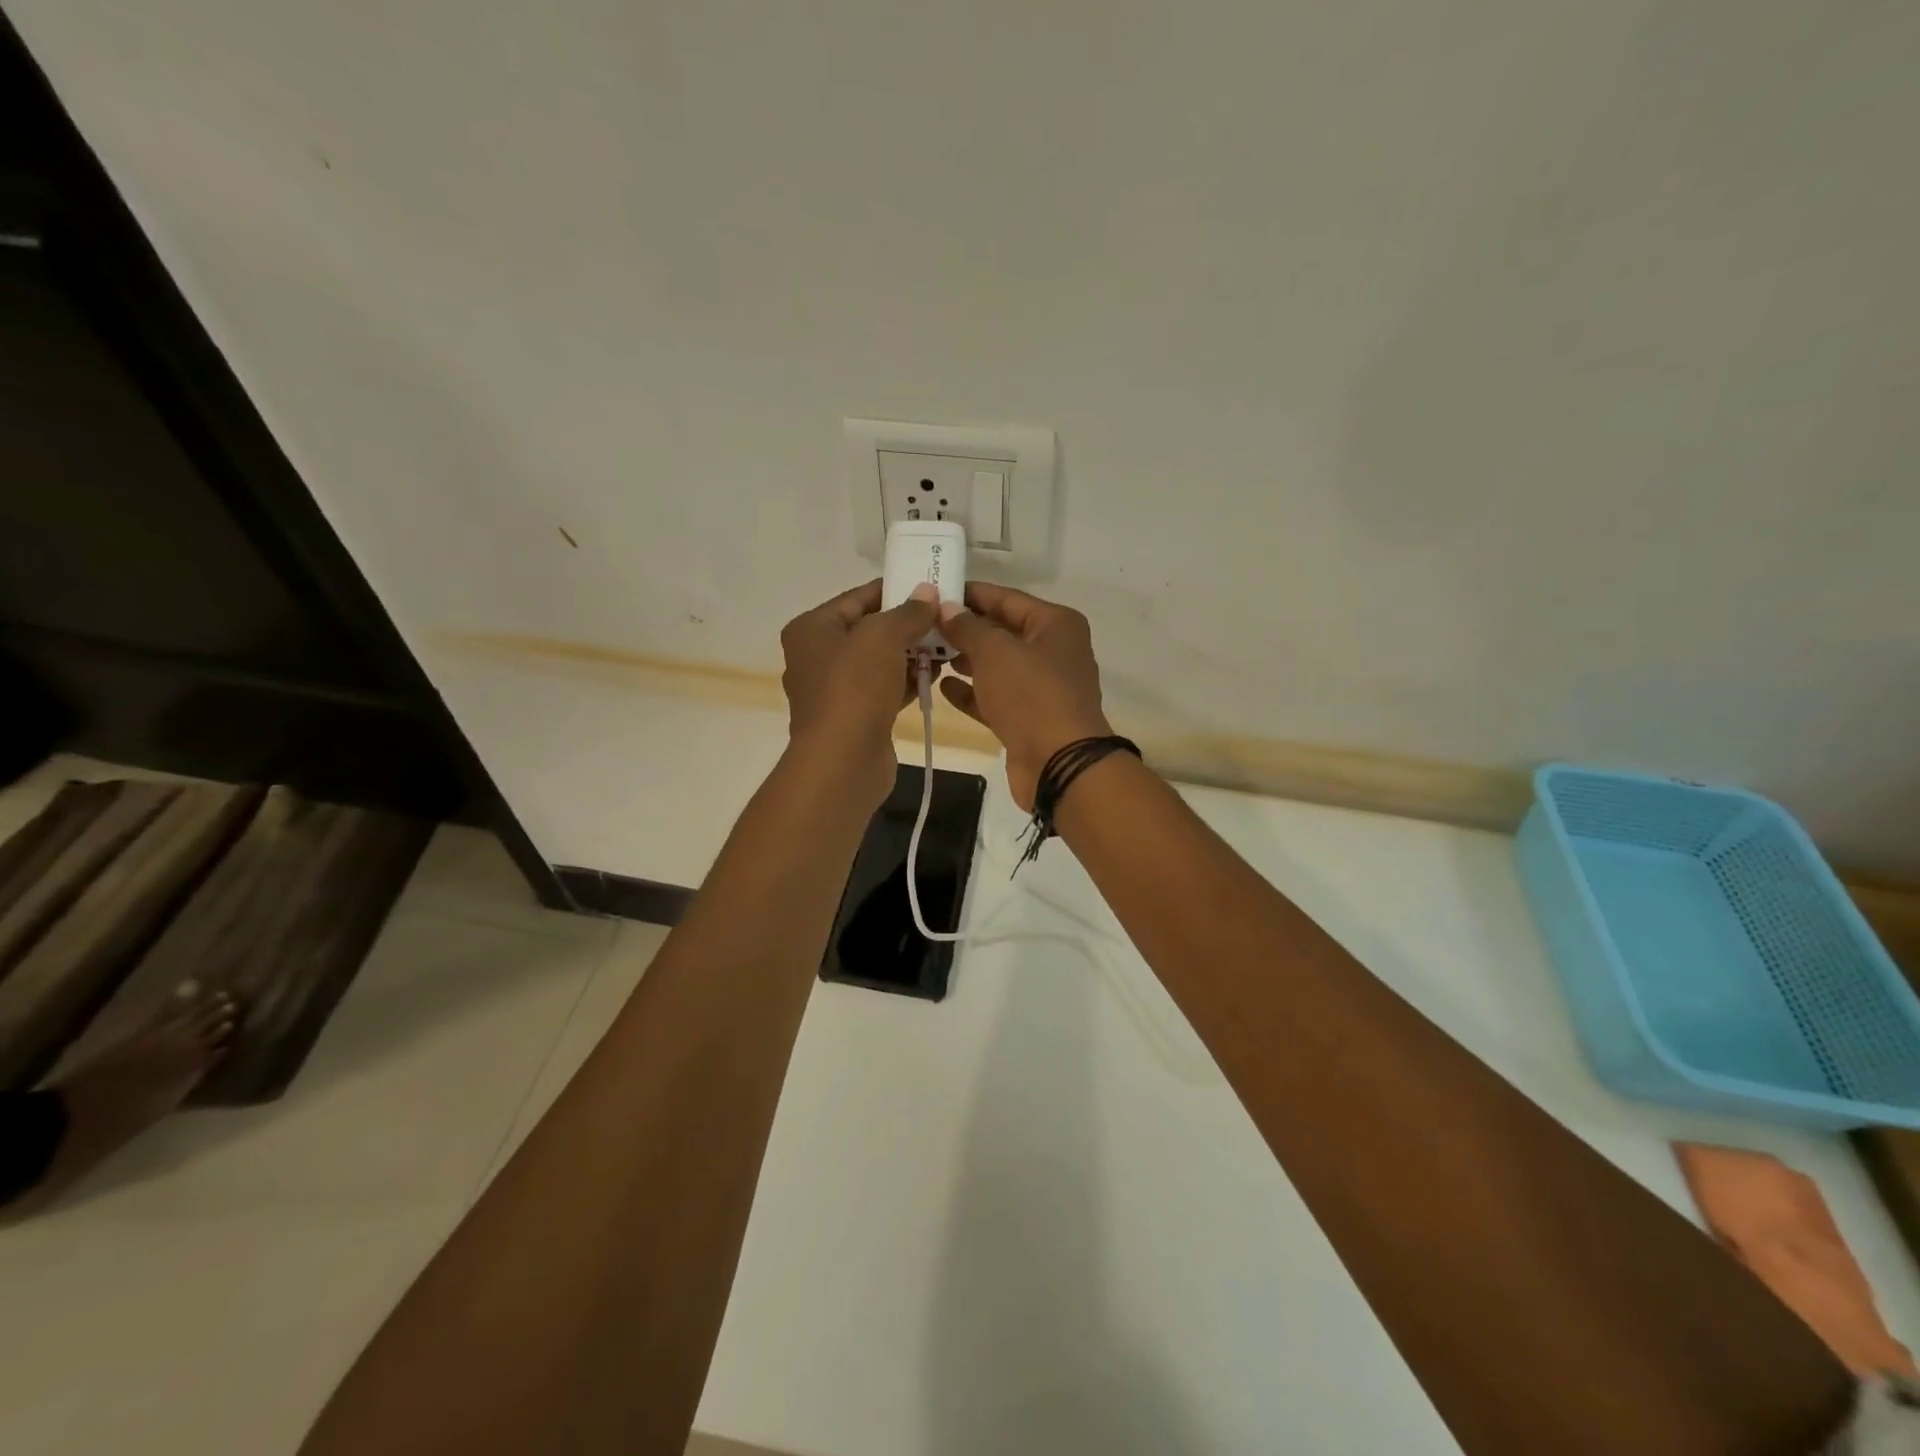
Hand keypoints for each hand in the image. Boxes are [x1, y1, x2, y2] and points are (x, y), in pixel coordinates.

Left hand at [780, 579, 938, 810]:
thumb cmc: (854, 689)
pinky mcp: (855, 716)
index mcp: (812, 629)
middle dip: (907, 624)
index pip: (858, 598)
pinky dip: (907, 681)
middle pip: (869, 629)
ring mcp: (835, 690)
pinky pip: (884, 688)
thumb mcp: (882, 637)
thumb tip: (928, 593)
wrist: (843, 762)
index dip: (895, 590)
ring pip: (879, 661)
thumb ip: (908, 612)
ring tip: (946, 646)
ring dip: (911, 653)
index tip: (930, 587)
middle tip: (945, 618)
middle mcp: (817, 656)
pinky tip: (935, 675)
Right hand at [934, 583, 1113, 810]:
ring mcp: (1042, 687)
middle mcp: (1053, 651)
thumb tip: (946, 608)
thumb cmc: (1031, 695)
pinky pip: (996, 697)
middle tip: (923, 624)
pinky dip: (972, 692)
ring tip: (928, 653)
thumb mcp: (994, 652)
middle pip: (1002, 632)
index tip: (934, 590)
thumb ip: (967, 627)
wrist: (1059, 764)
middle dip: (964, 629)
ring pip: (998, 666)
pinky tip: (942, 687)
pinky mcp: (1029, 718)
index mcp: (1056, 624)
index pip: (1007, 598)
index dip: (970, 594)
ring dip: (965, 661)